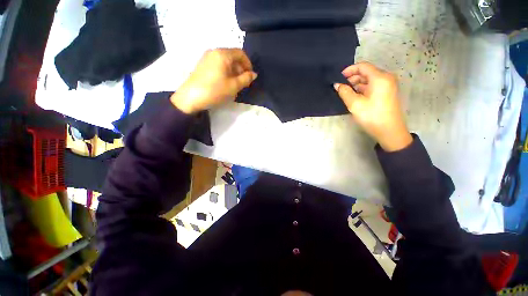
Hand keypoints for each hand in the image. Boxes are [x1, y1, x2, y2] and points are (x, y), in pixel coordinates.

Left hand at [171, 48, 257, 113]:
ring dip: (233, 71)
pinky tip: (225, 83)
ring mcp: (207, 58)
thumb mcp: (234, 86)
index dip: (248, 64)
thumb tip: (254, 74)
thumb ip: (246, 79)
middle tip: (243, 82)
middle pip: (232, 56)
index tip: (250, 76)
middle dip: (241, 68)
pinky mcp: (202, 65)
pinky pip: (218, 65)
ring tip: (235, 85)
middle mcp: (214, 52)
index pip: (240, 53)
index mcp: (222, 54)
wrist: (191, 98)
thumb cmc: (215, 91)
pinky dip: (225, 72)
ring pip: (225, 61)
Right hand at [334, 62, 412, 151]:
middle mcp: (386, 78)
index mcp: (380, 78)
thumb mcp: (355, 104)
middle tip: (340, 87)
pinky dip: (362, 89)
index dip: (349, 70)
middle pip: (366, 72)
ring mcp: (388, 86)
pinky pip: (373, 86)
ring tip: (345, 92)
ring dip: (356, 84)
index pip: (363, 66)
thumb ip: (344, 92)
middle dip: (352, 78)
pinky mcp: (387, 93)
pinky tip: (354, 96)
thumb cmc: (372, 116)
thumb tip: (337, 84)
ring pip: (369, 80)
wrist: (389, 131)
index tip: (338, 77)